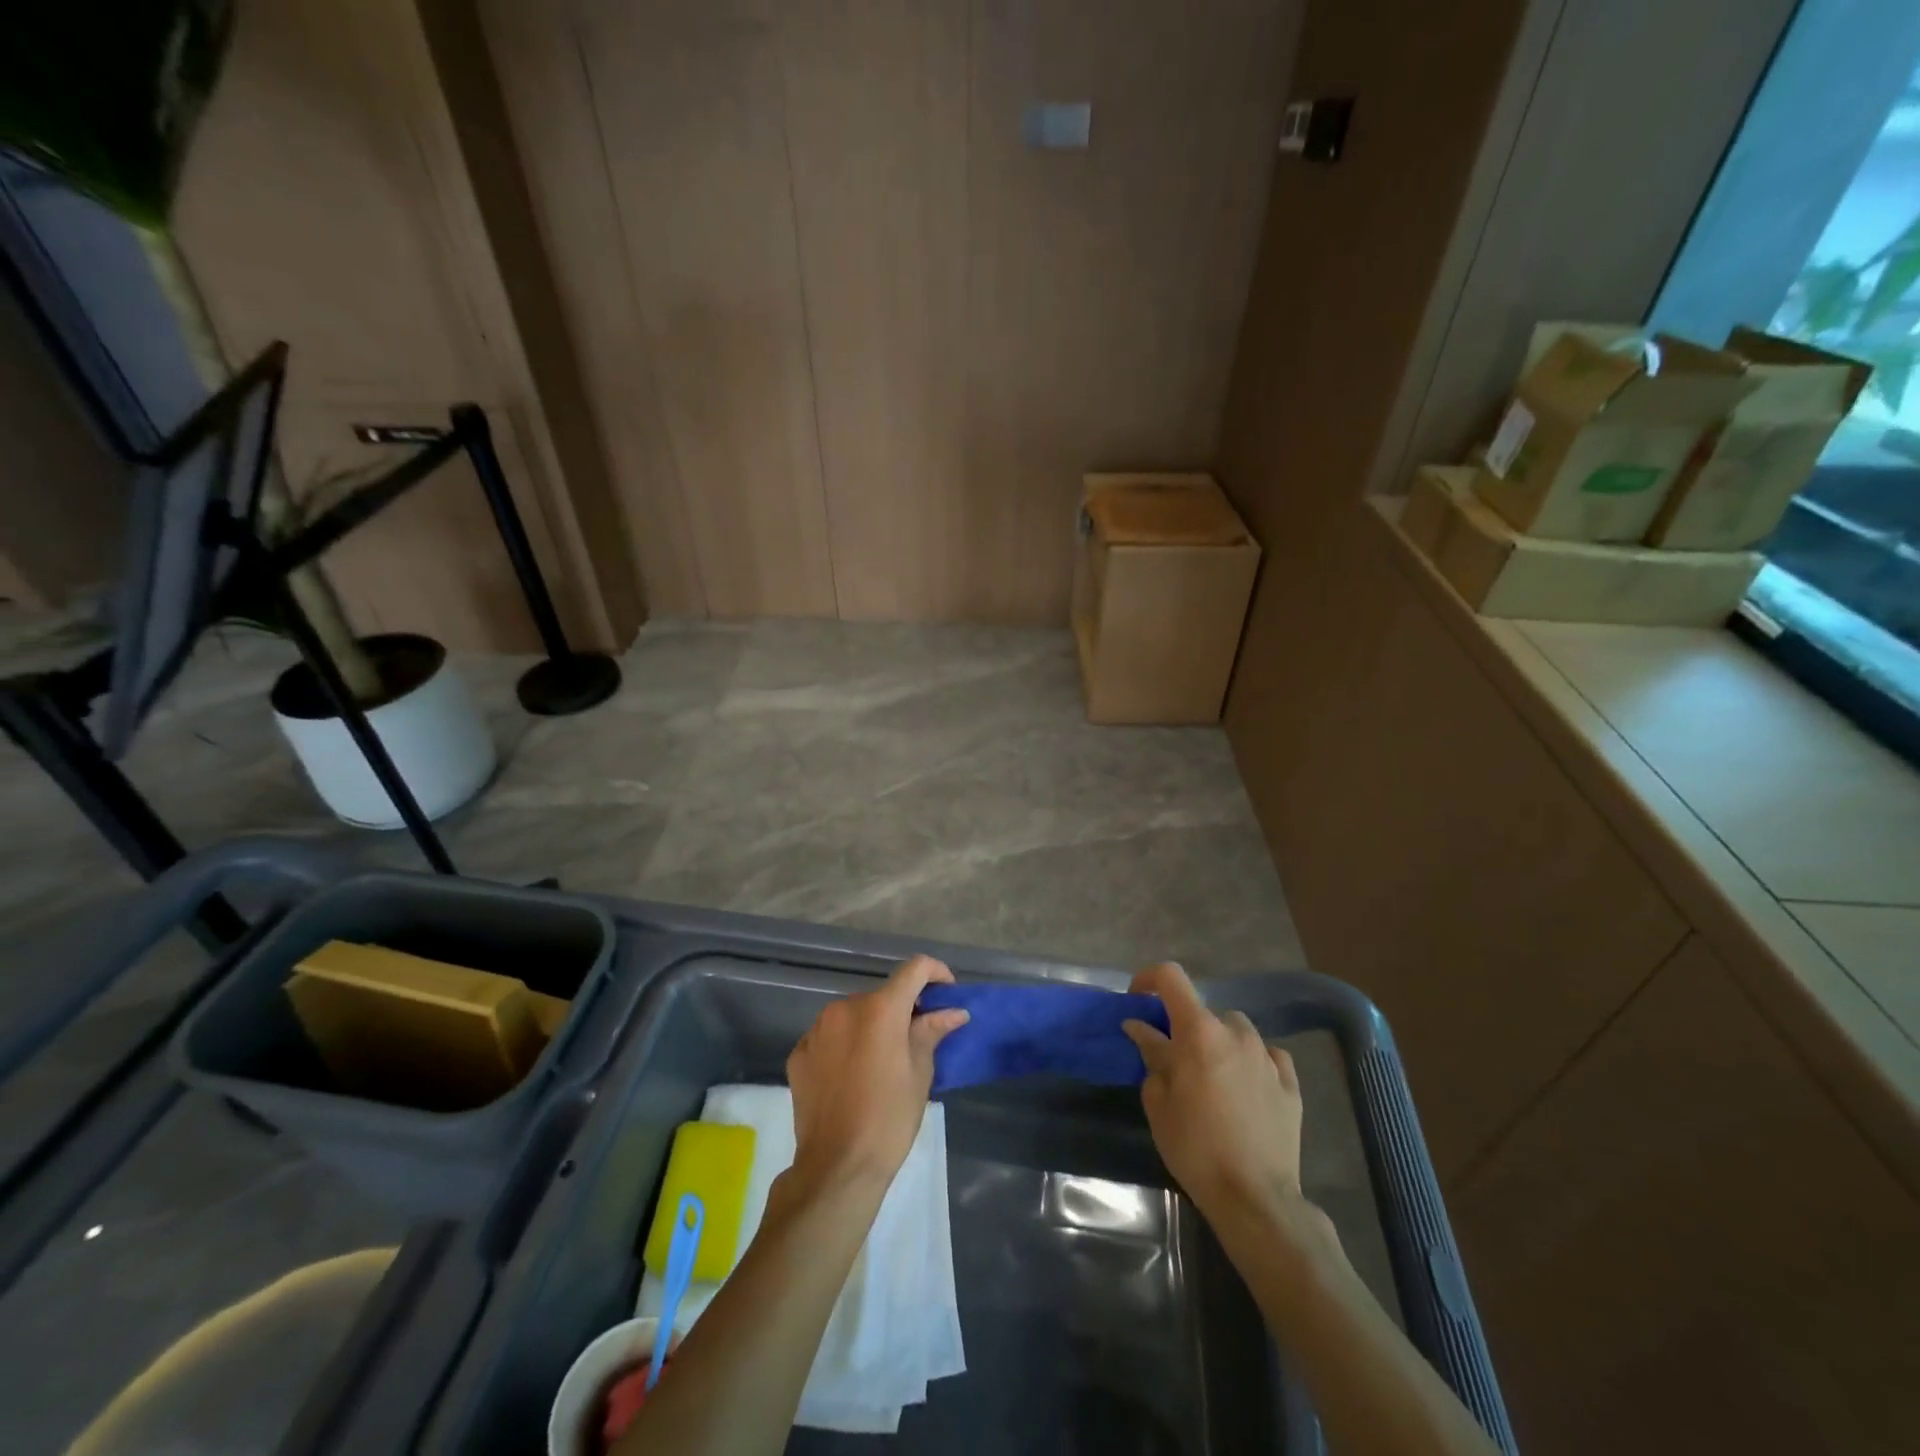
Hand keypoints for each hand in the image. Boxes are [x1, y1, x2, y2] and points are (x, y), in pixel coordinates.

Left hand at [785, 955, 969, 1191]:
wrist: (836, 1167)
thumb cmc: (888, 1119)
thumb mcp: (920, 1075)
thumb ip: (931, 1032)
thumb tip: (953, 1011)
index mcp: (880, 1009)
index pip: (914, 969)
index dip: (935, 973)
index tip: (947, 994)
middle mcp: (845, 1008)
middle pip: (882, 994)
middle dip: (903, 1009)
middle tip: (918, 1039)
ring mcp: (816, 1029)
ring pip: (853, 1014)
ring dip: (872, 1026)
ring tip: (883, 1061)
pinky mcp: (799, 1053)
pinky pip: (830, 1036)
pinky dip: (846, 1045)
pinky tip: (853, 1076)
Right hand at [1122, 963, 1305, 1222]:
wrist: (1255, 1197)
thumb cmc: (1194, 1146)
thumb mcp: (1158, 1101)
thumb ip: (1152, 1056)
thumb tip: (1141, 1028)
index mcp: (1199, 1031)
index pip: (1171, 977)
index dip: (1149, 979)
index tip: (1137, 1002)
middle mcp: (1236, 1033)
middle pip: (1204, 1011)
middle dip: (1185, 1027)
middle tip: (1174, 1060)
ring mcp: (1268, 1057)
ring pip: (1237, 1030)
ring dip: (1220, 1042)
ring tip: (1212, 1075)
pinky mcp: (1290, 1085)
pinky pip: (1268, 1057)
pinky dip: (1252, 1062)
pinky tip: (1246, 1085)